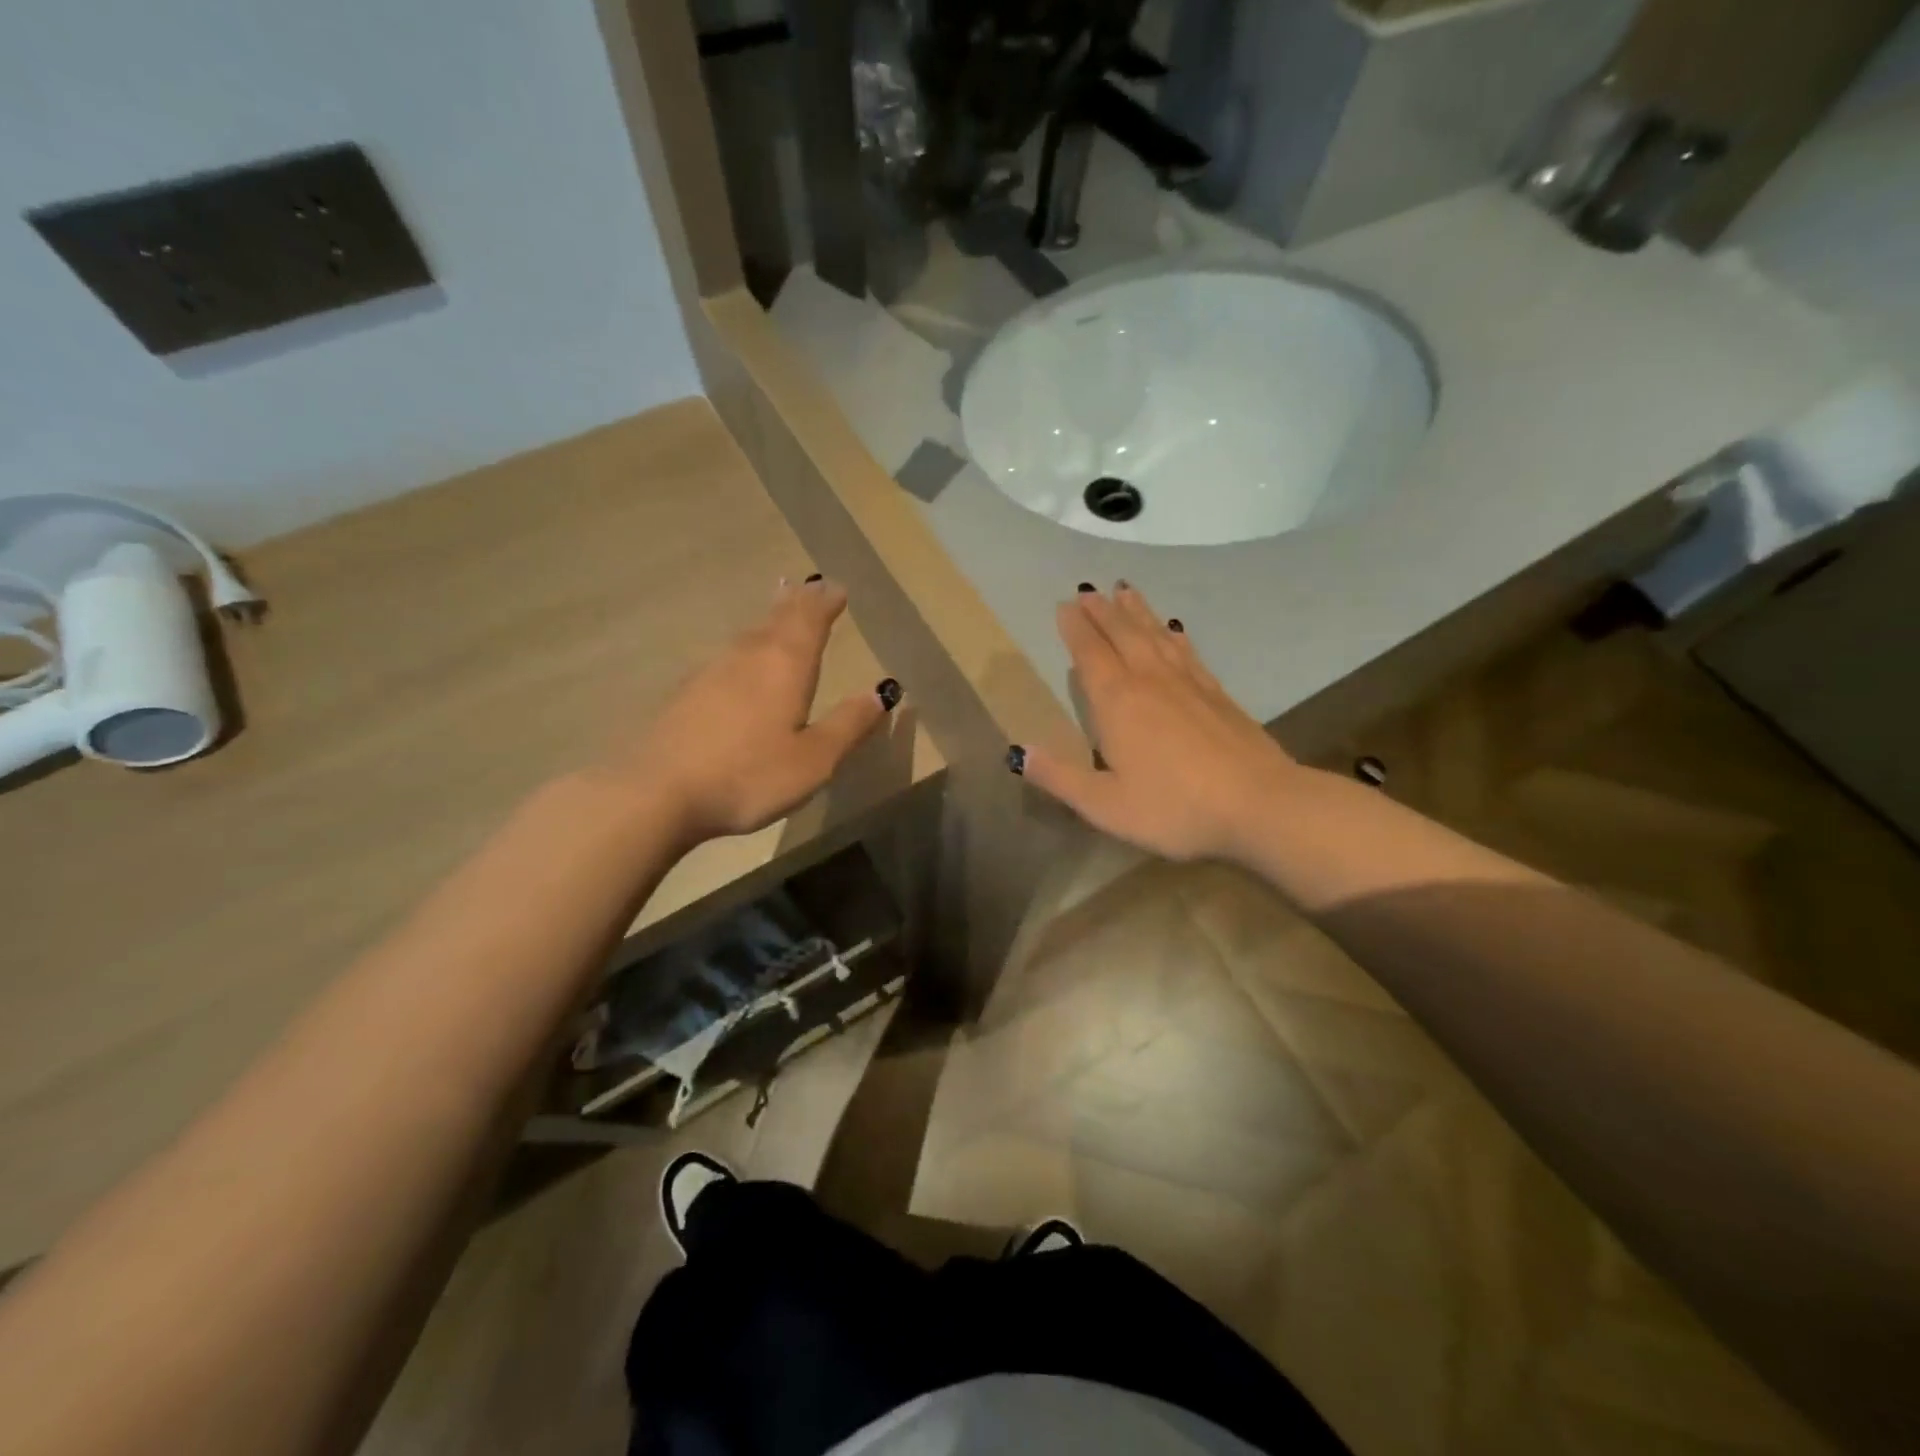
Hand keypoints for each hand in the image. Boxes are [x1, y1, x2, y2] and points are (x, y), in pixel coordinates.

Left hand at [600, 578, 898, 846]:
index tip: (836, 588)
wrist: (658, 792)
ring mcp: (712, 672)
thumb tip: (883, 690)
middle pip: (777, 620)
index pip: (810, 621)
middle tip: (809, 585)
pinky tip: (739, 661)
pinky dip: (745, 646)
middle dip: (797, 602)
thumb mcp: (814, 759)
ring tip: (779, 609)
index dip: (825, 604)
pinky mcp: (687, 694)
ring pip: (749, 635)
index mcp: (785, 666)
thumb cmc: (748, 775)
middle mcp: (749, 657)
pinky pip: (728, 656)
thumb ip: (849, 724)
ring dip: (769, 619)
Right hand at [1013, 584, 1310, 863]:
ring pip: (1155, 635)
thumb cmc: (1174, 808)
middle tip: (1087, 590)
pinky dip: (1174, 635)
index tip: (1065, 605)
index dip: (1075, 629)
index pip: (1090, 654)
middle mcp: (1150, 681)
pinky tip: (1173, 629)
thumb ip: (1060, 778)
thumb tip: (1018, 752)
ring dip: (1137, 612)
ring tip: (1124, 591)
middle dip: (1102, 612)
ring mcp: (1188, 683)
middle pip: (1122, 634)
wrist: (1259, 805)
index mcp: (1117, 702)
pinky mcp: (1217, 694)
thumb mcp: (1105, 805)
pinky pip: (1187, 652)